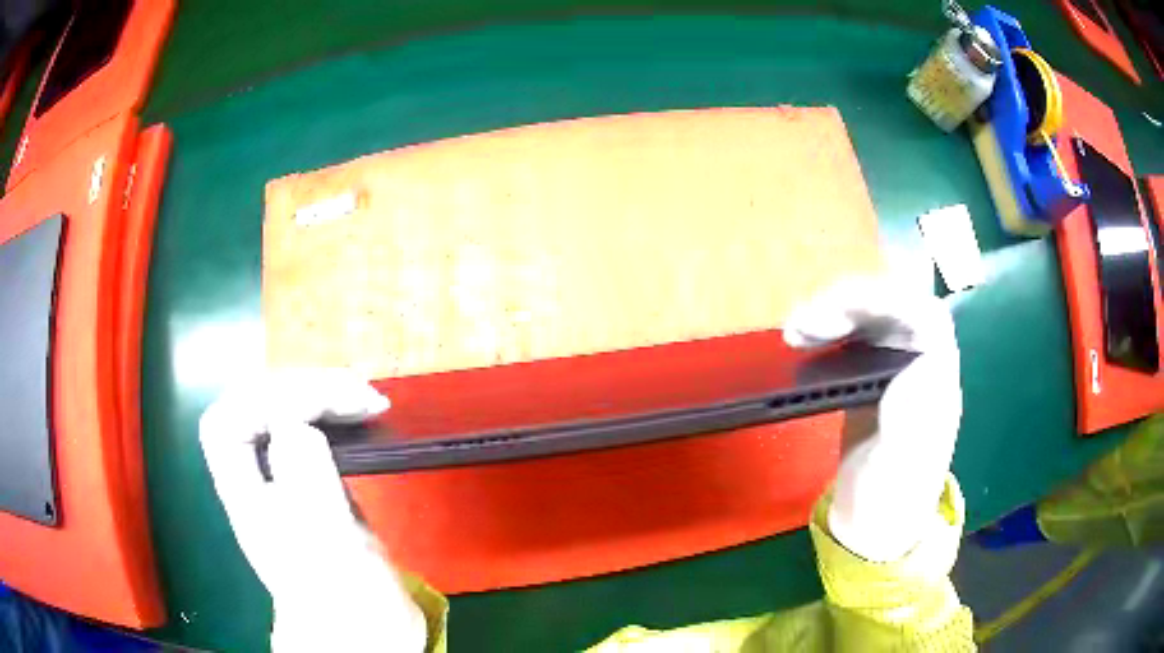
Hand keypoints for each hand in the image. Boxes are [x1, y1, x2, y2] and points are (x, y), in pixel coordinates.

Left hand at [199, 368, 427, 651]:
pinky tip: (360, 416)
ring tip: (365, 398)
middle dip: (301, 388)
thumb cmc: (344, 594)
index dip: (266, 399)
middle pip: (256, 409)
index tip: (325, 405)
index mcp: (245, 495)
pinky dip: (336, 415)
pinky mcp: (318, 487)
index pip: (228, 423)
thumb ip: (303, 472)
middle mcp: (260, 481)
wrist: (367, 632)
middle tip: (357, 394)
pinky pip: (314, 433)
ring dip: (321, 395)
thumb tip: (300, 419)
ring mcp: (289, 481)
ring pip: (284, 416)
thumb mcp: (322, 537)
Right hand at [784, 277, 961, 560]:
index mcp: (937, 382)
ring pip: (873, 318)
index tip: (839, 310)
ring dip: (835, 313)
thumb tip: (902, 366)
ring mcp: (894, 373)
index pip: (924, 316)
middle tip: (806, 323)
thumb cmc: (891, 501)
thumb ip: (909, 415)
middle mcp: (920, 368)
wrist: (874, 529)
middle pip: (895, 308)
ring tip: (797, 330)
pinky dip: (828, 331)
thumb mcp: (903, 465)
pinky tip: (805, 340)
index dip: (886, 299)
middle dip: (851, 303)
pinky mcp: (869, 383)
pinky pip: (854, 340)